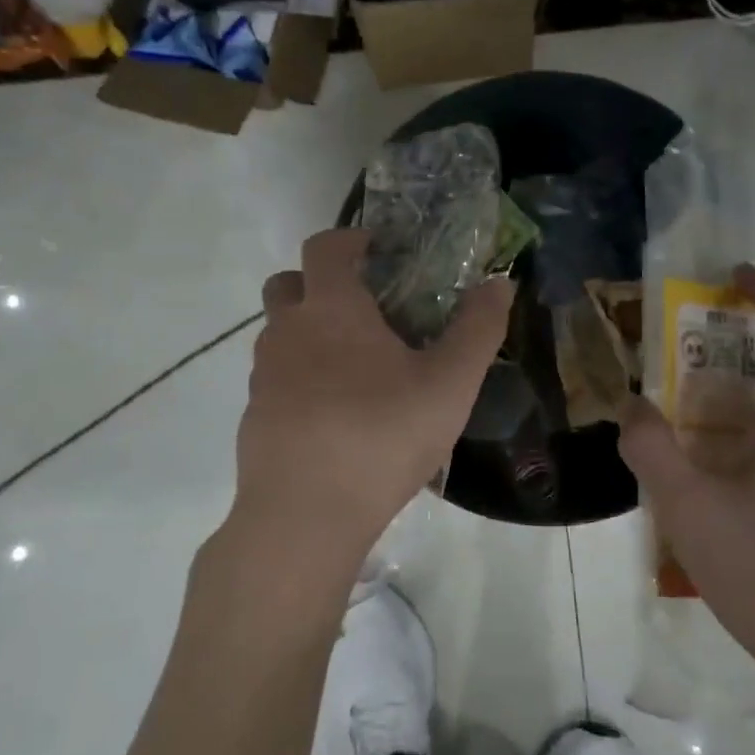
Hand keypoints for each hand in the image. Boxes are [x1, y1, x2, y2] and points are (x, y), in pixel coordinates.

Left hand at [232, 228, 513, 575]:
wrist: (304, 515)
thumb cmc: (382, 435)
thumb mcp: (450, 383)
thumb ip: (478, 328)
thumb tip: (500, 283)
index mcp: (331, 309)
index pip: (324, 246)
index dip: (348, 239)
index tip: (376, 249)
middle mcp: (287, 331)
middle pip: (287, 283)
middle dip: (318, 282)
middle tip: (361, 307)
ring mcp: (263, 375)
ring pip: (278, 333)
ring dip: (308, 332)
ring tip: (354, 366)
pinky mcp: (254, 416)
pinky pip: (275, 378)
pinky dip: (299, 378)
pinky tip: (333, 414)